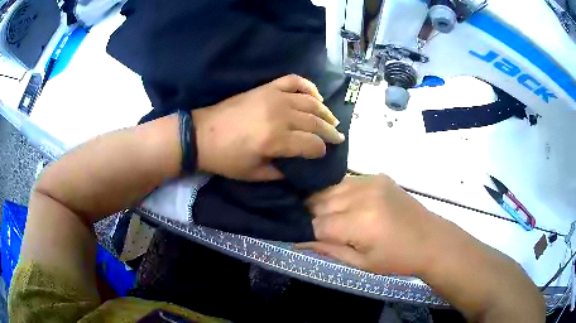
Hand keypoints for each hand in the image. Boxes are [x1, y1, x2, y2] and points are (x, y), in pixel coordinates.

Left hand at [192, 74, 344, 180]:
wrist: (202, 134)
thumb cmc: (226, 158)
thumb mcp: (254, 174)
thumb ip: (280, 172)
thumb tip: (298, 166)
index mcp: (276, 140)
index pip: (312, 144)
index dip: (321, 151)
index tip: (323, 154)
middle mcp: (280, 116)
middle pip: (315, 122)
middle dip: (330, 132)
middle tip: (338, 138)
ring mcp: (274, 97)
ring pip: (310, 102)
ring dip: (325, 111)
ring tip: (332, 120)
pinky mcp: (266, 88)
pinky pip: (294, 81)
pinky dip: (308, 86)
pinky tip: (315, 96)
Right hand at [297, 175, 438, 276]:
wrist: (430, 239)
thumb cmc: (397, 259)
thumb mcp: (361, 263)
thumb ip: (329, 250)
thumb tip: (298, 242)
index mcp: (361, 223)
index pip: (318, 224)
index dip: (310, 232)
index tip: (309, 239)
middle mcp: (363, 196)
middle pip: (320, 201)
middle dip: (313, 216)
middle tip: (319, 228)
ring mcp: (372, 181)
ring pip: (330, 188)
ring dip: (324, 202)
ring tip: (330, 216)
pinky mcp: (378, 176)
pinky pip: (347, 181)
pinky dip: (340, 192)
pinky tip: (345, 204)